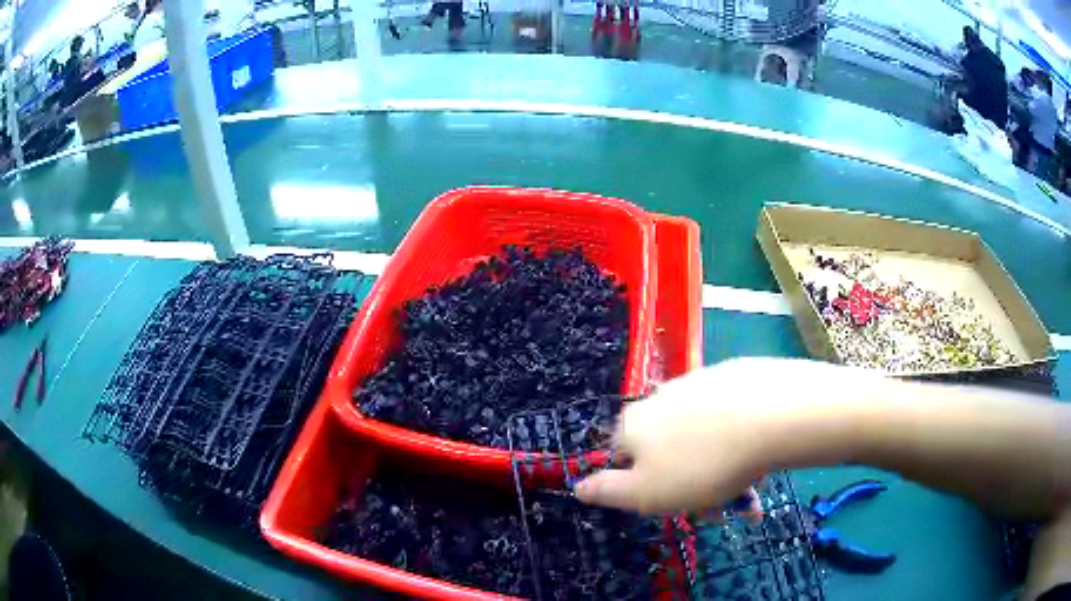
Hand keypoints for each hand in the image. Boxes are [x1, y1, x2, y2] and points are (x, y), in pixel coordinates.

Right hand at [575, 358, 864, 513]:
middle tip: (719, 507)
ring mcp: (698, 383)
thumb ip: (607, 491)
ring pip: (701, 438)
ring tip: (748, 490)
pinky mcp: (732, 376)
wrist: (772, 414)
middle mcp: (660, 398)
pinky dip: (738, 442)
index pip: (623, 459)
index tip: (675, 505)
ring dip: (719, 469)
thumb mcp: (646, 493)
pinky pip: (727, 419)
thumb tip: (577, 486)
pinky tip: (759, 457)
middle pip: (666, 450)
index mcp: (633, 424)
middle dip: (690, 484)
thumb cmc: (702, 465)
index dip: (645, 487)